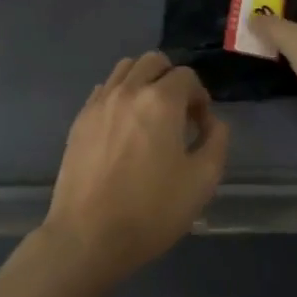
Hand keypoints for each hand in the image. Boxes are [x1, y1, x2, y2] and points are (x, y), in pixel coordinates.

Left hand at [43, 51, 230, 280]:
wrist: (88, 236)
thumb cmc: (151, 210)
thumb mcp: (202, 181)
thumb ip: (217, 142)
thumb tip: (212, 123)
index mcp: (161, 100)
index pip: (187, 76)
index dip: (200, 97)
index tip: (200, 126)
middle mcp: (128, 90)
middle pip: (153, 61)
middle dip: (171, 79)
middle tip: (178, 114)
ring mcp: (99, 103)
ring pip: (125, 69)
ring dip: (144, 81)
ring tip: (150, 116)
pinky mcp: (79, 119)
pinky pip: (104, 89)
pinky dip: (119, 95)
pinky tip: (123, 127)